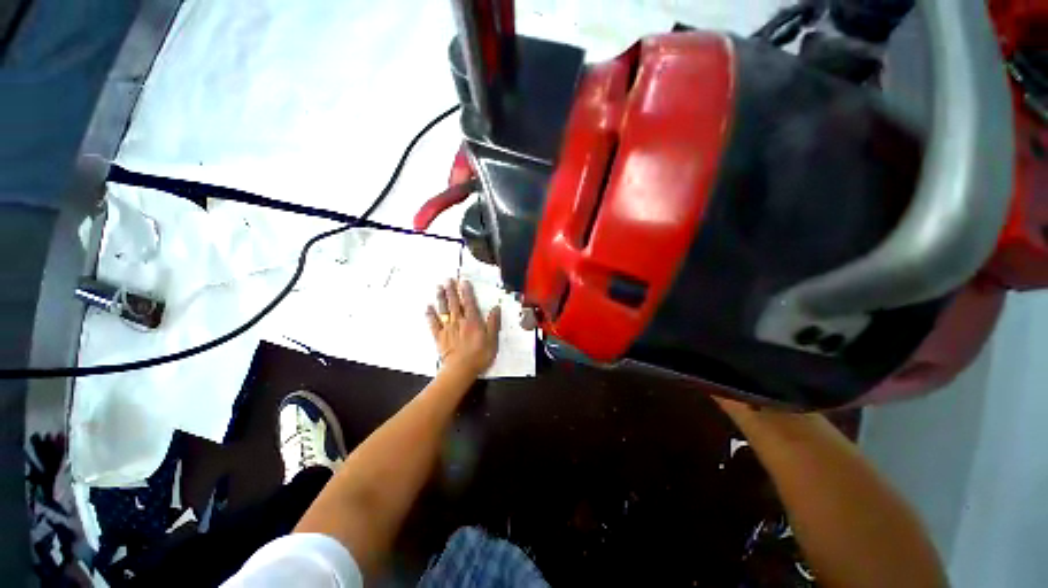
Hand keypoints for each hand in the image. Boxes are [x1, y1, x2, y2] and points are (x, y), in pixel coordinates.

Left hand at [426, 279, 500, 376]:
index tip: (463, 281)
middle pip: (454, 303)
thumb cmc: (479, 355)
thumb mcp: (492, 340)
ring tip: (438, 287)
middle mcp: (459, 321)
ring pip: (443, 310)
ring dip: (441, 298)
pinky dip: (430, 315)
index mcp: (473, 321)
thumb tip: (495, 308)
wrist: (460, 370)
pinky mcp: (439, 337)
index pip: (469, 302)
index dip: (466, 291)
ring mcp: (447, 329)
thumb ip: (493, 323)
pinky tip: (427, 307)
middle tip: (448, 279)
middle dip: (451, 290)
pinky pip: (433, 323)